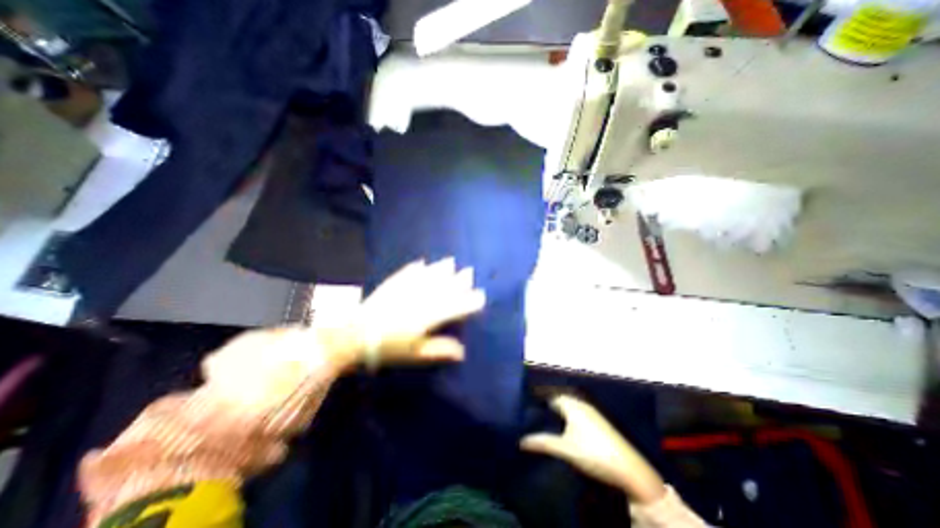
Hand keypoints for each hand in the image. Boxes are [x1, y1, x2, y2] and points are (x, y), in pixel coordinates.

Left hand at [196, 257, 480, 408]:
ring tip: (451, 261)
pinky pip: (406, 273)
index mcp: (425, 318)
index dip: (468, 302)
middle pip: (442, 288)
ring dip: (440, 269)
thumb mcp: (415, 355)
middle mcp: (418, 300)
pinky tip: (422, 262)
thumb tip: (462, 351)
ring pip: (427, 277)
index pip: (453, 307)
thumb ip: (439, 350)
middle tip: (469, 273)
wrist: (353, 337)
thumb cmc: (387, 350)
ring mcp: (403, 290)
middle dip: (458, 281)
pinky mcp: (389, 286)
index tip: (480, 297)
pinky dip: (416, 268)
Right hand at [521, 392, 667, 503]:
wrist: (629, 469)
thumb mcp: (565, 449)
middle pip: (559, 399)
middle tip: (532, 411)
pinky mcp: (598, 422)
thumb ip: (543, 442)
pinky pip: (576, 412)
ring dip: (557, 410)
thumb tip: (521, 441)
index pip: (550, 395)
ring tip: (543, 418)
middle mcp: (581, 404)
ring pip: (568, 406)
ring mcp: (591, 413)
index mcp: (572, 404)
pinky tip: (563, 427)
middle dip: (547, 403)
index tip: (525, 401)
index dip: (538, 397)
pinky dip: (567, 416)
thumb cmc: (594, 453)